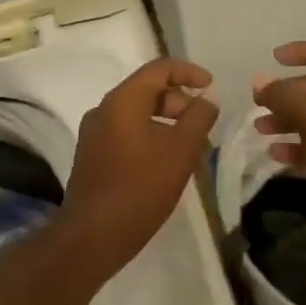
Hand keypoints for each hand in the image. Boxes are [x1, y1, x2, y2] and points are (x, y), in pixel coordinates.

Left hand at [58, 57, 219, 273]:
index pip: (159, 68)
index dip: (189, 72)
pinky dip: (151, 137)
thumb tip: (208, 98)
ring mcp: (95, 134)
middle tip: (204, 124)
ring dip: (168, 122)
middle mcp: (104, 110)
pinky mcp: (93, 156)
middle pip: (148, 90)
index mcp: (123, 100)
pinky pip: (127, 133)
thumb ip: (199, 118)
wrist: (93, 235)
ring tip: (192, 146)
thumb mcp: (181, 150)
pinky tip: (168, 163)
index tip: (211, 86)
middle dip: (180, 101)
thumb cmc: (141, 187)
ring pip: (138, 114)